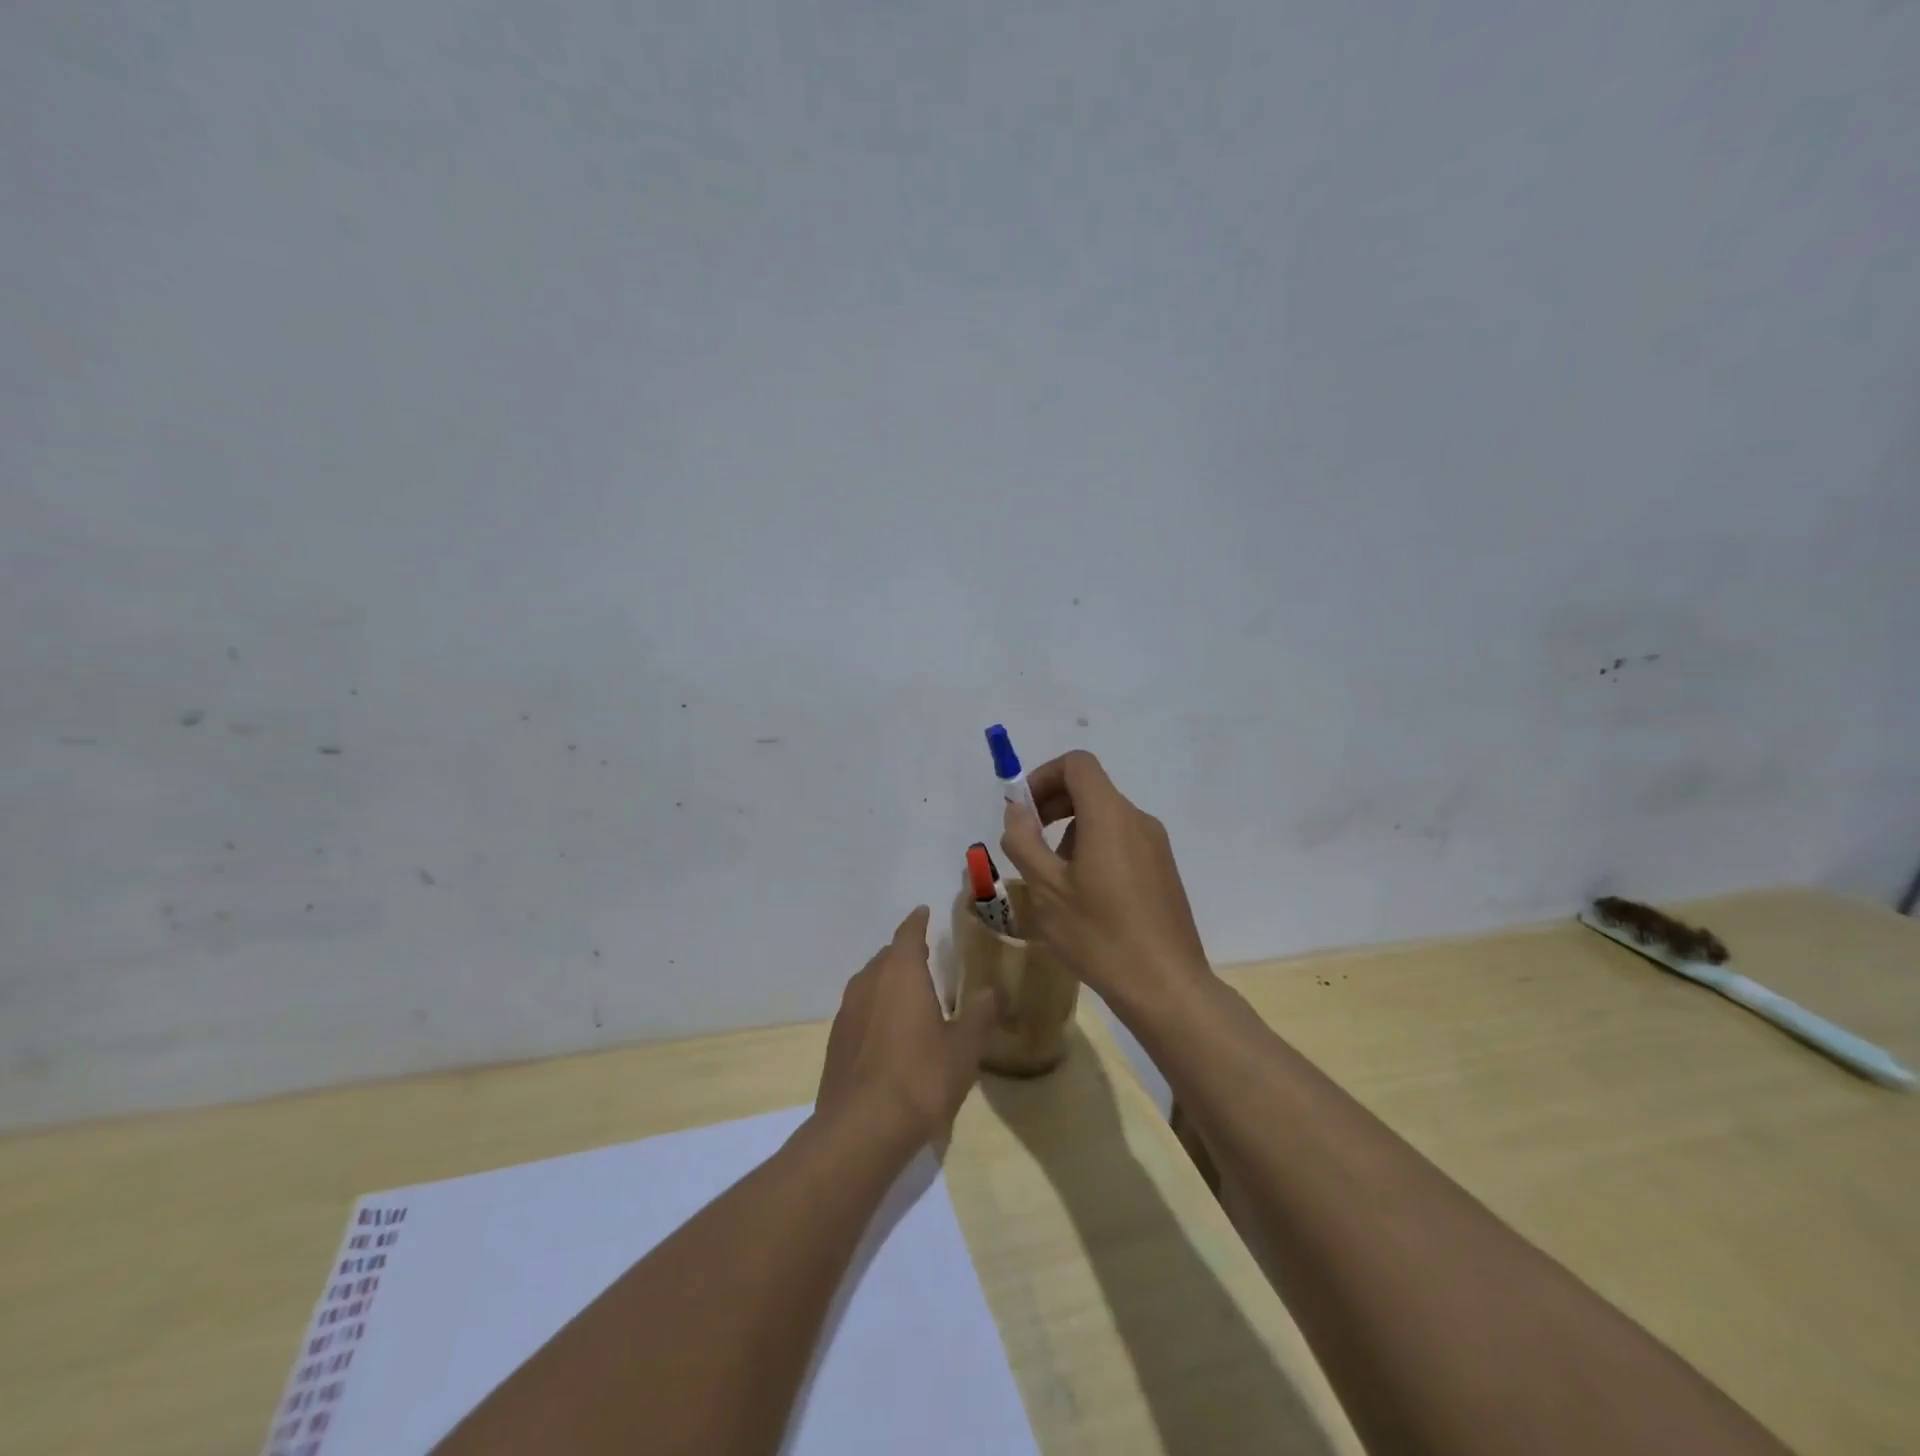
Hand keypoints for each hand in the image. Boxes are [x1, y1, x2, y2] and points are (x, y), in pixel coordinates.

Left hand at [815, 906, 998, 1148]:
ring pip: (870, 982)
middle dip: (905, 953)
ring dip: (888, 981)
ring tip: (909, 994)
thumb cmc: (920, 1078)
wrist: (861, 1129)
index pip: (908, 933)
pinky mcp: (836, 1041)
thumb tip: (993, 990)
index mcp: (901, 973)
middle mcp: (869, 982)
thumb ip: (980, 1015)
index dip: (917, 921)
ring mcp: (847, 1011)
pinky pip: (860, 1010)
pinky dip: (875, 1009)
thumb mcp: (964, 1048)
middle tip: (926, 958)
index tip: (923, 912)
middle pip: (887, 956)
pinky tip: (889, 1032)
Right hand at [997, 750, 1210, 1011]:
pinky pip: (1122, 841)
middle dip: (1053, 805)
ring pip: (1105, 817)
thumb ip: (1024, 841)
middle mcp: (1137, 820)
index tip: (1023, 811)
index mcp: (1109, 816)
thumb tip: (1016, 810)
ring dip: (1071, 832)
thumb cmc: (1099, 935)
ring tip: (1055, 880)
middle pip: (1091, 788)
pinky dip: (1095, 849)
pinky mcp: (1163, 870)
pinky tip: (1085, 896)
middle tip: (1028, 843)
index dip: (1043, 776)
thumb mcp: (1046, 889)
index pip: (1077, 764)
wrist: (1166, 986)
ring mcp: (1156, 845)